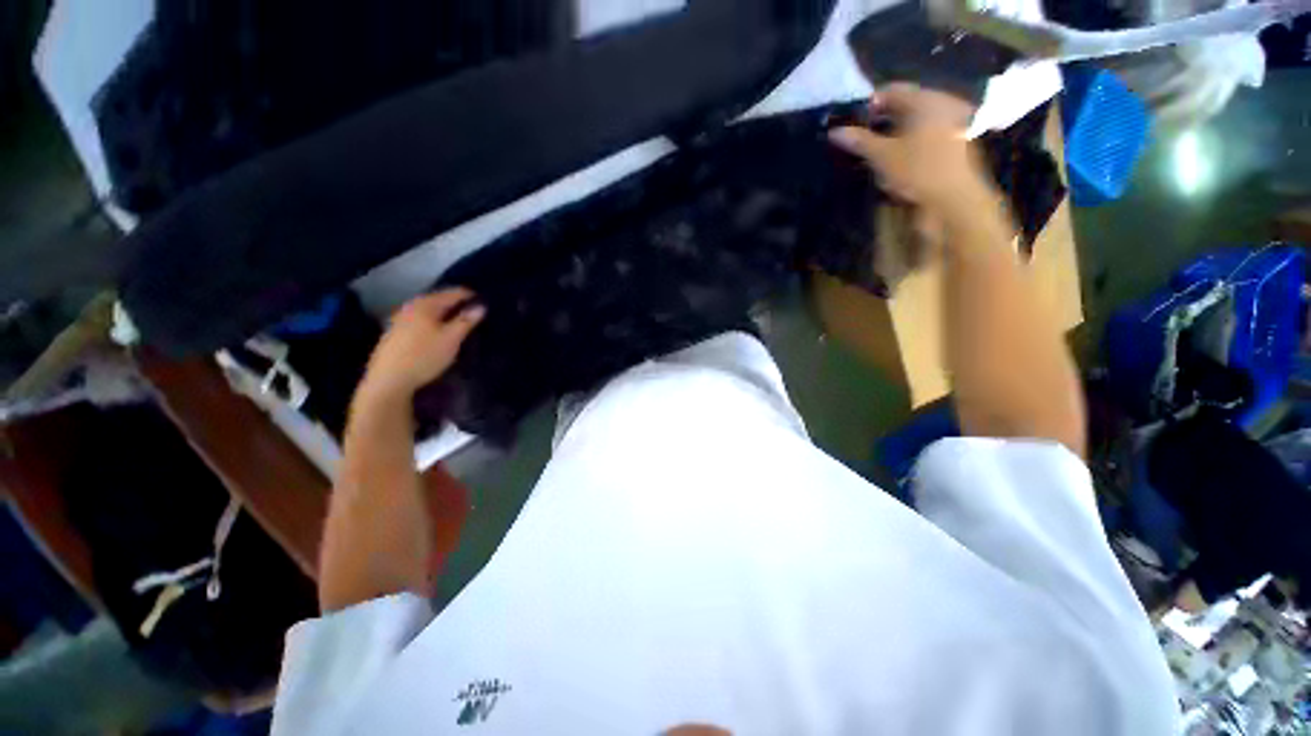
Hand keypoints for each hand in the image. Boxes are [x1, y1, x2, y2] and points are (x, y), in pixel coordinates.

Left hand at [359, 288, 484, 401]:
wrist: (388, 380)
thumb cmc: (424, 356)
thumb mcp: (451, 339)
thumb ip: (466, 321)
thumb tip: (480, 306)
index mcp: (425, 304)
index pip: (452, 293)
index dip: (469, 295)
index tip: (484, 300)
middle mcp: (411, 307)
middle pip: (438, 299)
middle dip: (456, 303)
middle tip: (473, 310)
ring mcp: (400, 319)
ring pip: (428, 310)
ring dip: (444, 313)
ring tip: (458, 320)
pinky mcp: (395, 332)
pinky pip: (420, 319)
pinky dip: (433, 320)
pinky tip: (437, 330)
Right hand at [829, 83, 987, 211]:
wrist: (956, 200)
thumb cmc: (918, 171)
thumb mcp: (882, 156)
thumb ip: (859, 141)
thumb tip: (835, 131)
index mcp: (926, 99)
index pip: (891, 90)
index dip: (868, 105)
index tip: (851, 124)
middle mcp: (943, 103)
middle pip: (905, 104)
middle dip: (881, 120)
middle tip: (861, 138)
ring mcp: (954, 121)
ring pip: (917, 119)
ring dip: (896, 132)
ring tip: (877, 151)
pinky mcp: (958, 140)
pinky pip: (929, 132)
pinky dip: (911, 140)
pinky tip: (898, 158)